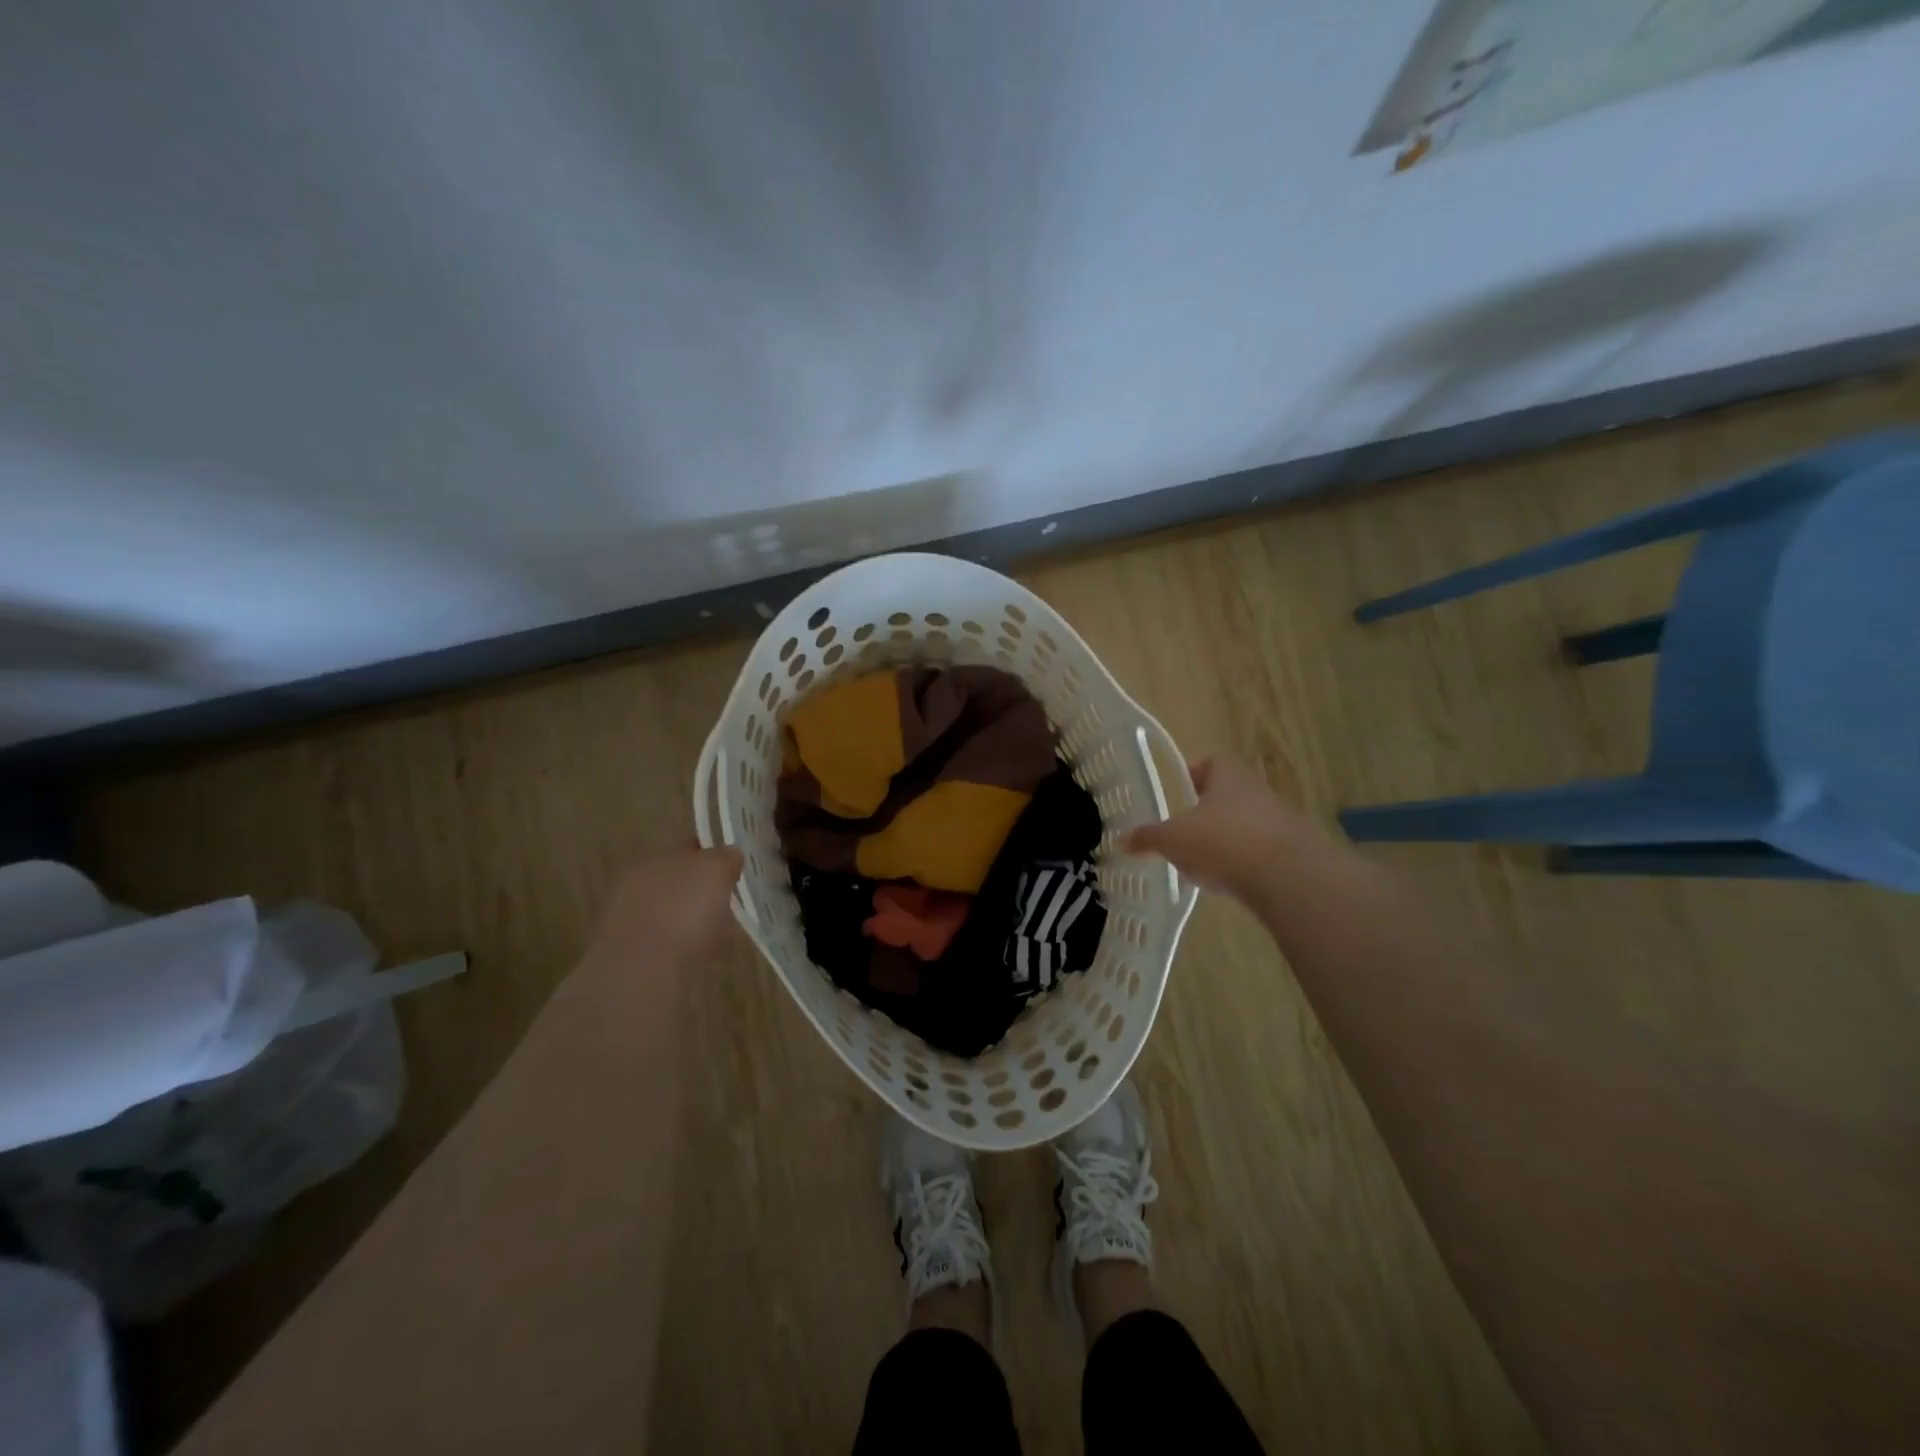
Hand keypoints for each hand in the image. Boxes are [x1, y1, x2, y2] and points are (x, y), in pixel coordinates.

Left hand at [593, 845, 744, 967]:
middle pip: (678, 881)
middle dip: (702, 889)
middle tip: (731, 899)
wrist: (643, 972)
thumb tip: (731, 854)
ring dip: (693, 919)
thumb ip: (725, 858)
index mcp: (655, 859)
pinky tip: (703, 955)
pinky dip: (686, 946)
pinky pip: (670, 943)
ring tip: (721, 932)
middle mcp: (638, 886)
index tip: (734, 865)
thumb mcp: (715, 871)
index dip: (712, 853)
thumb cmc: (683, 911)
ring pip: (673, 913)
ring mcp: (632, 923)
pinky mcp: (635, 957)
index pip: (687, 848)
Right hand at [1125, 757, 1342, 899]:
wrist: (1288, 876)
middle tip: (1185, 830)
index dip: (1194, 774)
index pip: (1212, 763)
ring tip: (1203, 862)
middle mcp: (1257, 791)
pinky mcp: (1293, 853)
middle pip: (1230, 794)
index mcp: (1228, 776)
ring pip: (1246, 824)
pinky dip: (1245, 864)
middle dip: (1208, 811)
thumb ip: (1148, 838)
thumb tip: (1121, 840)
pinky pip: (1261, 853)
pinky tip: (1229, 882)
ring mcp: (1280, 821)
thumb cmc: (1223, 841)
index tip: (1179, 791)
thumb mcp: (1173, 839)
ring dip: (1227, 839)